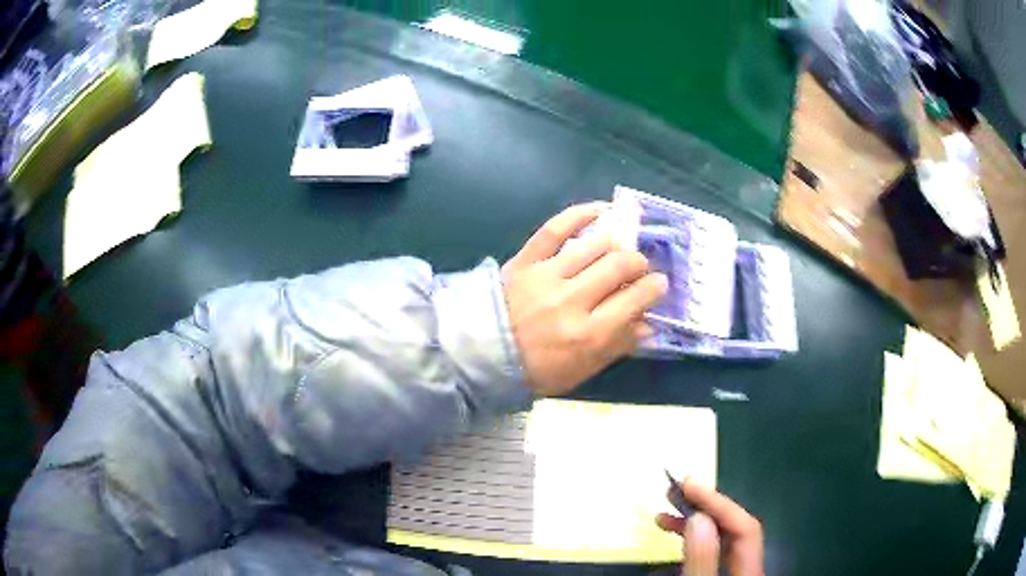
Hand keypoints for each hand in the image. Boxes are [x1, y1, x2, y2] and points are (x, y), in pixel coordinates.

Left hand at [502, 203, 667, 395]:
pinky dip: (580, 214)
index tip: (658, 284)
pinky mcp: (525, 260)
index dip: (653, 288)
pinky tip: (600, 210)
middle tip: (640, 268)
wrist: (483, 356)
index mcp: (588, 335)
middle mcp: (571, 301)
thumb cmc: (538, 369)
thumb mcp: (582, 370)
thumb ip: (617, 346)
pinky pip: (554, 228)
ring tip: (621, 248)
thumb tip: (648, 323)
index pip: (634, 300)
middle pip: (619, 266)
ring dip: (617, 243)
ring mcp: (546, 276)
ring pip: (594, 246)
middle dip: (638, 263)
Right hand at [656, 479, 763, 575]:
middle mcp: (747, 565)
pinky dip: (692, 540)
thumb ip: (702, 558)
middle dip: (705, 506)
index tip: (687, 483)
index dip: (717, 501)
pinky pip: (711, 550)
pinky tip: (674, 536)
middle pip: (734, 528)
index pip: (743, 525)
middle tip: (675, 490)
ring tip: (664, 514)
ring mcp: (736, 570)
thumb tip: (699, 517)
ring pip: (720, 538)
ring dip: (693, 521)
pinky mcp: (722, 573)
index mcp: (749, 567)